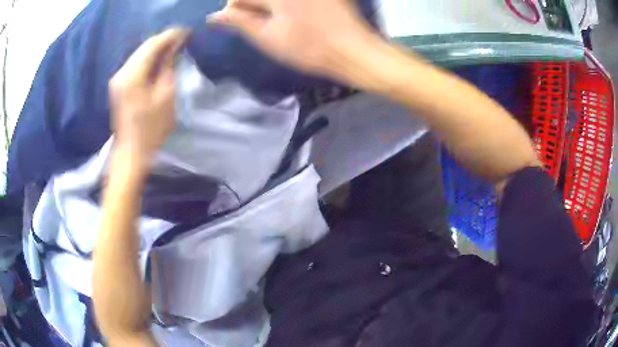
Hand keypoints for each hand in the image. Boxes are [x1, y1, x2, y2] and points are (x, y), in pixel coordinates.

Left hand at [109, 28, 189, 167]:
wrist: (131, 152)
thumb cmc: (151, 129)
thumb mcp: (166, 97)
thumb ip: (168, 68)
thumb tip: (174, 48)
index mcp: (132, 76)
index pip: (153, 45)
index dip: (171, 36)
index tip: (187, 32)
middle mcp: (121, 73)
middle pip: (144, 46)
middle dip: (164, 39)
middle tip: (183, 37)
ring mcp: (118, 78)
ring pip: (139, 53)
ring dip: (157, 48)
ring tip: (174, 46)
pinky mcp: (118, 84)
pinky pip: (135, 62)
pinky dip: (148, 57)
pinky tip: (159, 59)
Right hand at [208, 0, 376, 80]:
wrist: (354, 51)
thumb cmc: (309, 48)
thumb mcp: (268, 38)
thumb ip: (240, 22)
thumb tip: (215, 16)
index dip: (234, 7)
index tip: (237, 19)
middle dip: (252, 4)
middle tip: (255, 19)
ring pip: (275, 0)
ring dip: (267, 6)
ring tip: (271, 17)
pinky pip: (294, 0)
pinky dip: (283, 6)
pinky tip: (289, 14)